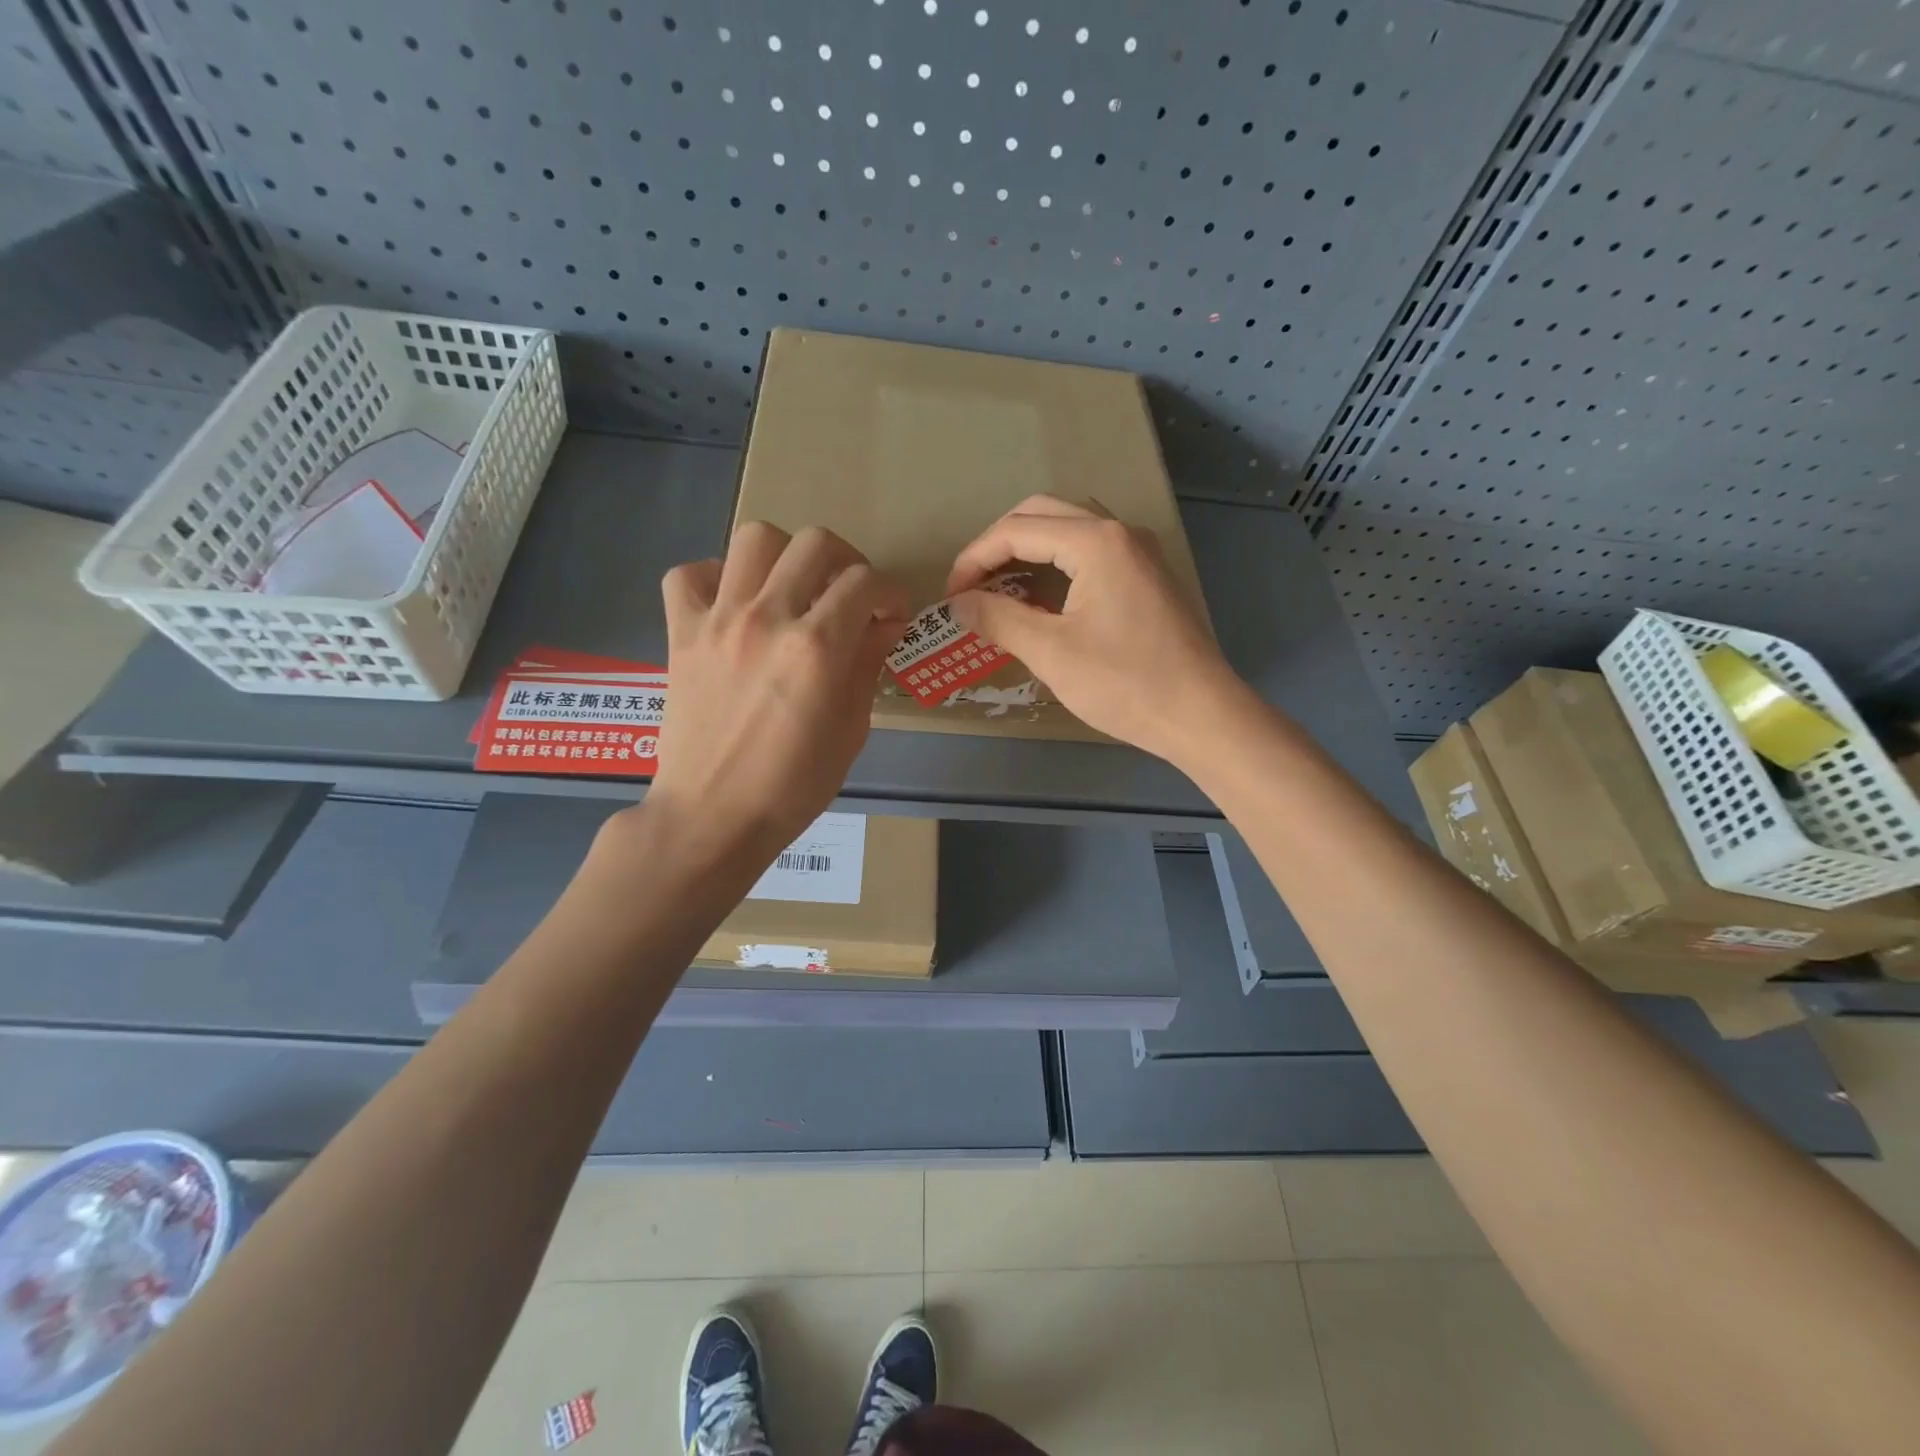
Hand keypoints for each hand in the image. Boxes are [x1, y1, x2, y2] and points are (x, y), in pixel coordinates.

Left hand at [644, 522, 910, 863]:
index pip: (865, 582)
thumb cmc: (793, 787)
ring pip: (754, 538)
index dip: (890, 593)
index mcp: (817, 648)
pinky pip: (688, 574)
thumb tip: (881, 627)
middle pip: (815, 542)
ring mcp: (718, 621)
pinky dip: (713, 577)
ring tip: (792, 589)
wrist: (713, 816)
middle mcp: (768, 618)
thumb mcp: (851, 731)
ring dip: (785, 556)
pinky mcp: (681, 634)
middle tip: (849, 595)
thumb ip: (867, 667)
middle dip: (847, 561)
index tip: (891, 616)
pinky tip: (732, 603)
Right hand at [946, 495, 1247, 763]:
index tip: (952, 596)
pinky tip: (1042, 599)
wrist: (1200, 715)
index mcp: (1095, 542)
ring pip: (1069, 530)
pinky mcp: (1147, 577)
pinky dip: (1057, 564)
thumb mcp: (1051, 652)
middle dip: (998, 545)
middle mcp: (1120, 533)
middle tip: (972, 585)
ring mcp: (1139, 553)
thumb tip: (959, 603)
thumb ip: (998, 619)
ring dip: (1028, 550)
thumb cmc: (1124, 683)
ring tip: (999, 589)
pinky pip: (1091, 552)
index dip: (974, 559)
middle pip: (1042, 515)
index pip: (1016, 530)